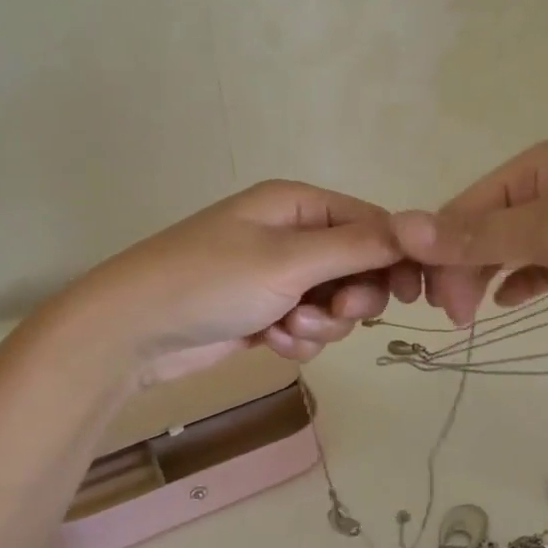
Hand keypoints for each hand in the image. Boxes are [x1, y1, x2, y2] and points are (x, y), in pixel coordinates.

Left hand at [69, 180, 412, 383]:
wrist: (132, 331)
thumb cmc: (212, 281)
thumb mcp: (289, 259)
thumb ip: (357, 246)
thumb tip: (415, 230)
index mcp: (299, 205)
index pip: (373, 224)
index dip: (398, 257)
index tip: (414, 295)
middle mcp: (293, 235)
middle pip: (360, 266)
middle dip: (353, 297)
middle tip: (337, 312)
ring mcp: (278, 275)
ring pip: (336, 303)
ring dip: (321, 322)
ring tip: (285, 327)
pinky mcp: (266, 311)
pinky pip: (309, 325)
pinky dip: (297, 338)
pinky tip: (269, 341)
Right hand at [391, 140, 547, 329]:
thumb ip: (480, 235)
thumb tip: (401, 227)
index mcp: (536, 166)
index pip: (466, 206)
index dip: (440, 248)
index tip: (429, 298)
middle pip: (485, 228)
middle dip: (462, 267)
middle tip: (454, 317)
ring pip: (511, 249)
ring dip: (486, 277)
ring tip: (471, 317)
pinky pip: (543, 267)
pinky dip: (522, 283)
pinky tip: (509, 303)